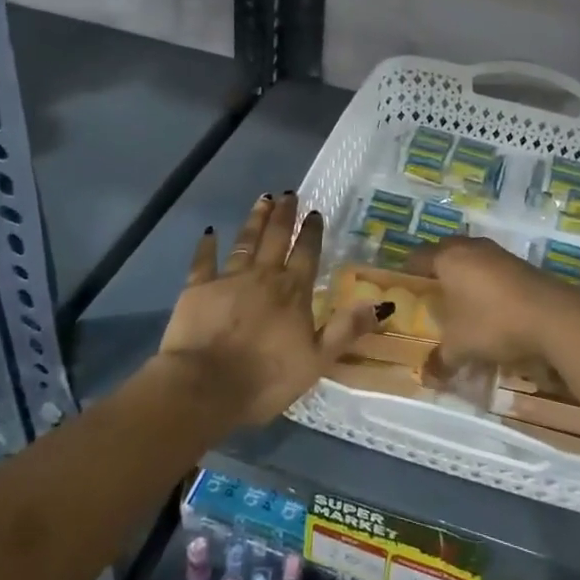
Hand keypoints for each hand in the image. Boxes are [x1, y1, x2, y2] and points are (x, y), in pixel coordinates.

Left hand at [157, 192, 386, 427]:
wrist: (205, 386)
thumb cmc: (267, 378)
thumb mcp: (318, 360)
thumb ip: (346, 329)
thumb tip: (382, 303)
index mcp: (293, 291)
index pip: (307, 254)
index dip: (312, 233)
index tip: (315, 212)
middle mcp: (263, 276)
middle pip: (277, 238)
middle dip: (285, 215)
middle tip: (289, 194)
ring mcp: (228, 279)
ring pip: (245, 241)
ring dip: (255, 220)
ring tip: (263, 200)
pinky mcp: (197, 288)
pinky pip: (203, 260)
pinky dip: (207, 245)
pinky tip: (210, 232)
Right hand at [407, 236, 579, 370]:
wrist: (553, 316)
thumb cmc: (493, 323)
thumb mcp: (460, 347)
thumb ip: (440, 360)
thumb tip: (426, 376)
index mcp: (448, 258)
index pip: (418, 257)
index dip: (409, 271)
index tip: (404, 286)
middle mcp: (471, 248)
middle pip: (446, 253)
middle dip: (438, 271)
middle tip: (431, 293)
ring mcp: (499, 254)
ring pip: (473, 260)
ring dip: (466, 276)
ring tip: (460, 302)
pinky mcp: (522, 265)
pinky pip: (494, 270)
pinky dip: (488, 284)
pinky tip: (490, 308)